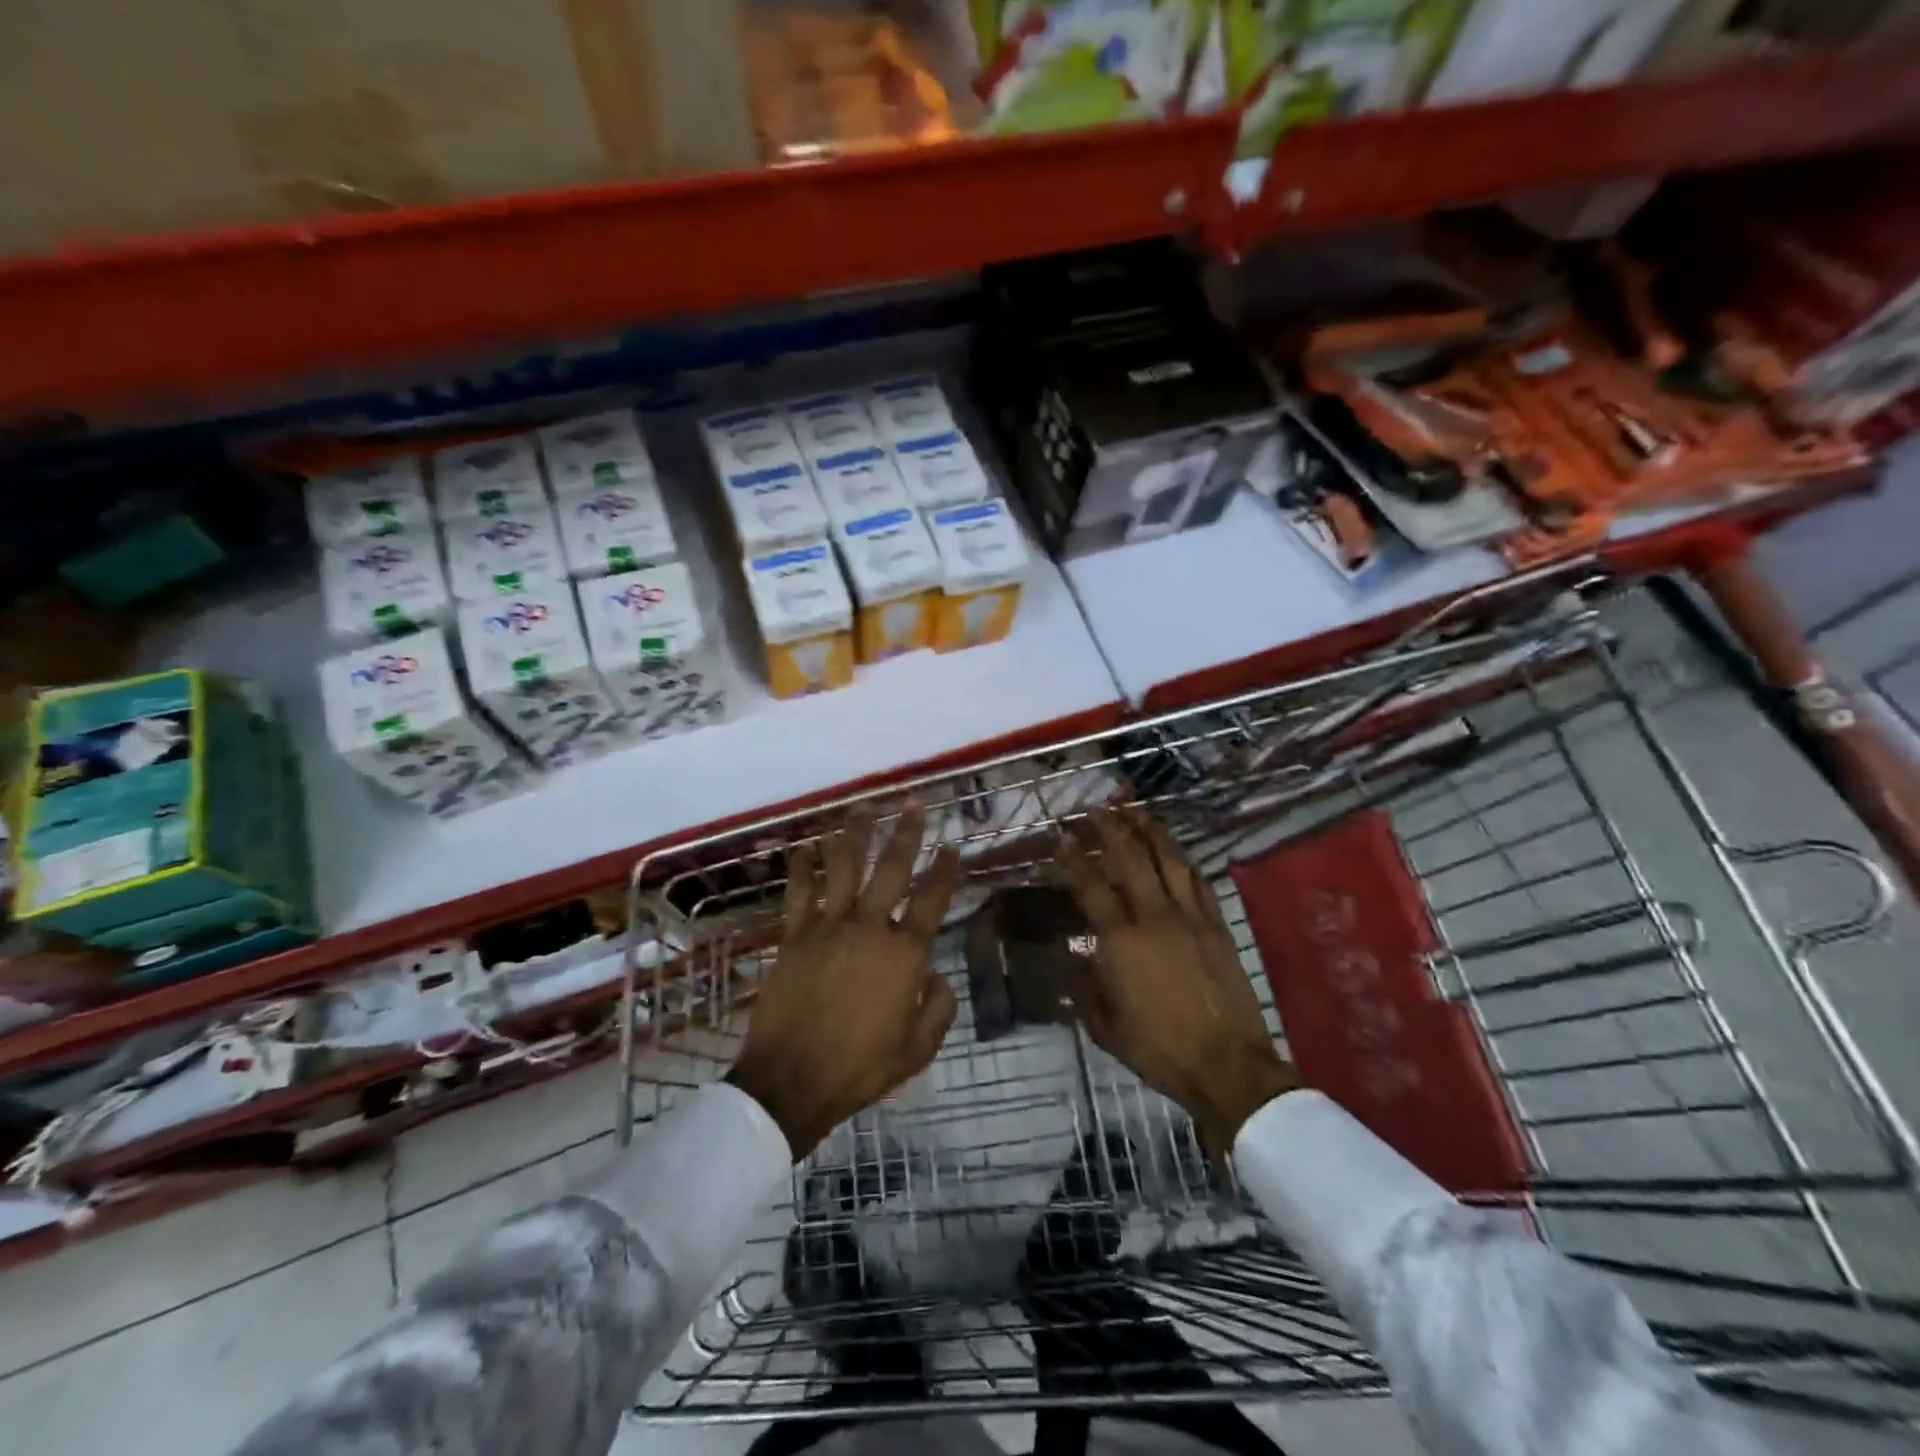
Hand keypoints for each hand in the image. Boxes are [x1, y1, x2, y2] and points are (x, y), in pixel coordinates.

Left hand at [728, 809, 960, 1159]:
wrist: (791, 1082)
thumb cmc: (860, 1069)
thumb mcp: (917, 1049)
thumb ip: (937, 1008)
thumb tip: (935, 975)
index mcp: (905, 954)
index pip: (932, 900)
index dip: (944, 870)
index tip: (951, 846)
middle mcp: (870, 928)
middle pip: (891, 869)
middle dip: (905, 832)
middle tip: (911, 803)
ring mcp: (828, 927)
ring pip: (843, 868)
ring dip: (853, 835)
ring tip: (861, 807)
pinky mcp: (793, 936)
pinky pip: (798, 893)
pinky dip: (801, 868)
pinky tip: (803, 845)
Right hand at [1058, 807, 1299, 1162]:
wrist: (1228, 1066)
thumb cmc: (1159, 1049)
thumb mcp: (1105, 1027)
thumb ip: (1084, 989)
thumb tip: (1071, 960)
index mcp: (1121, 941)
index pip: (1092, 886)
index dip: (1074, 858)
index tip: (1063, 836)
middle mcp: (1155, 917)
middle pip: (1130, 859)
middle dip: (1111, 828)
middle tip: (1097, 807)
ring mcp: (1191, 918)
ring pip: (1169, 860)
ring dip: (1150, 831)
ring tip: (1136, 810)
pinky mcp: (1218, 926)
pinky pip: (1198, 882)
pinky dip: (1183, 861)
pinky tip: (1175, 851)